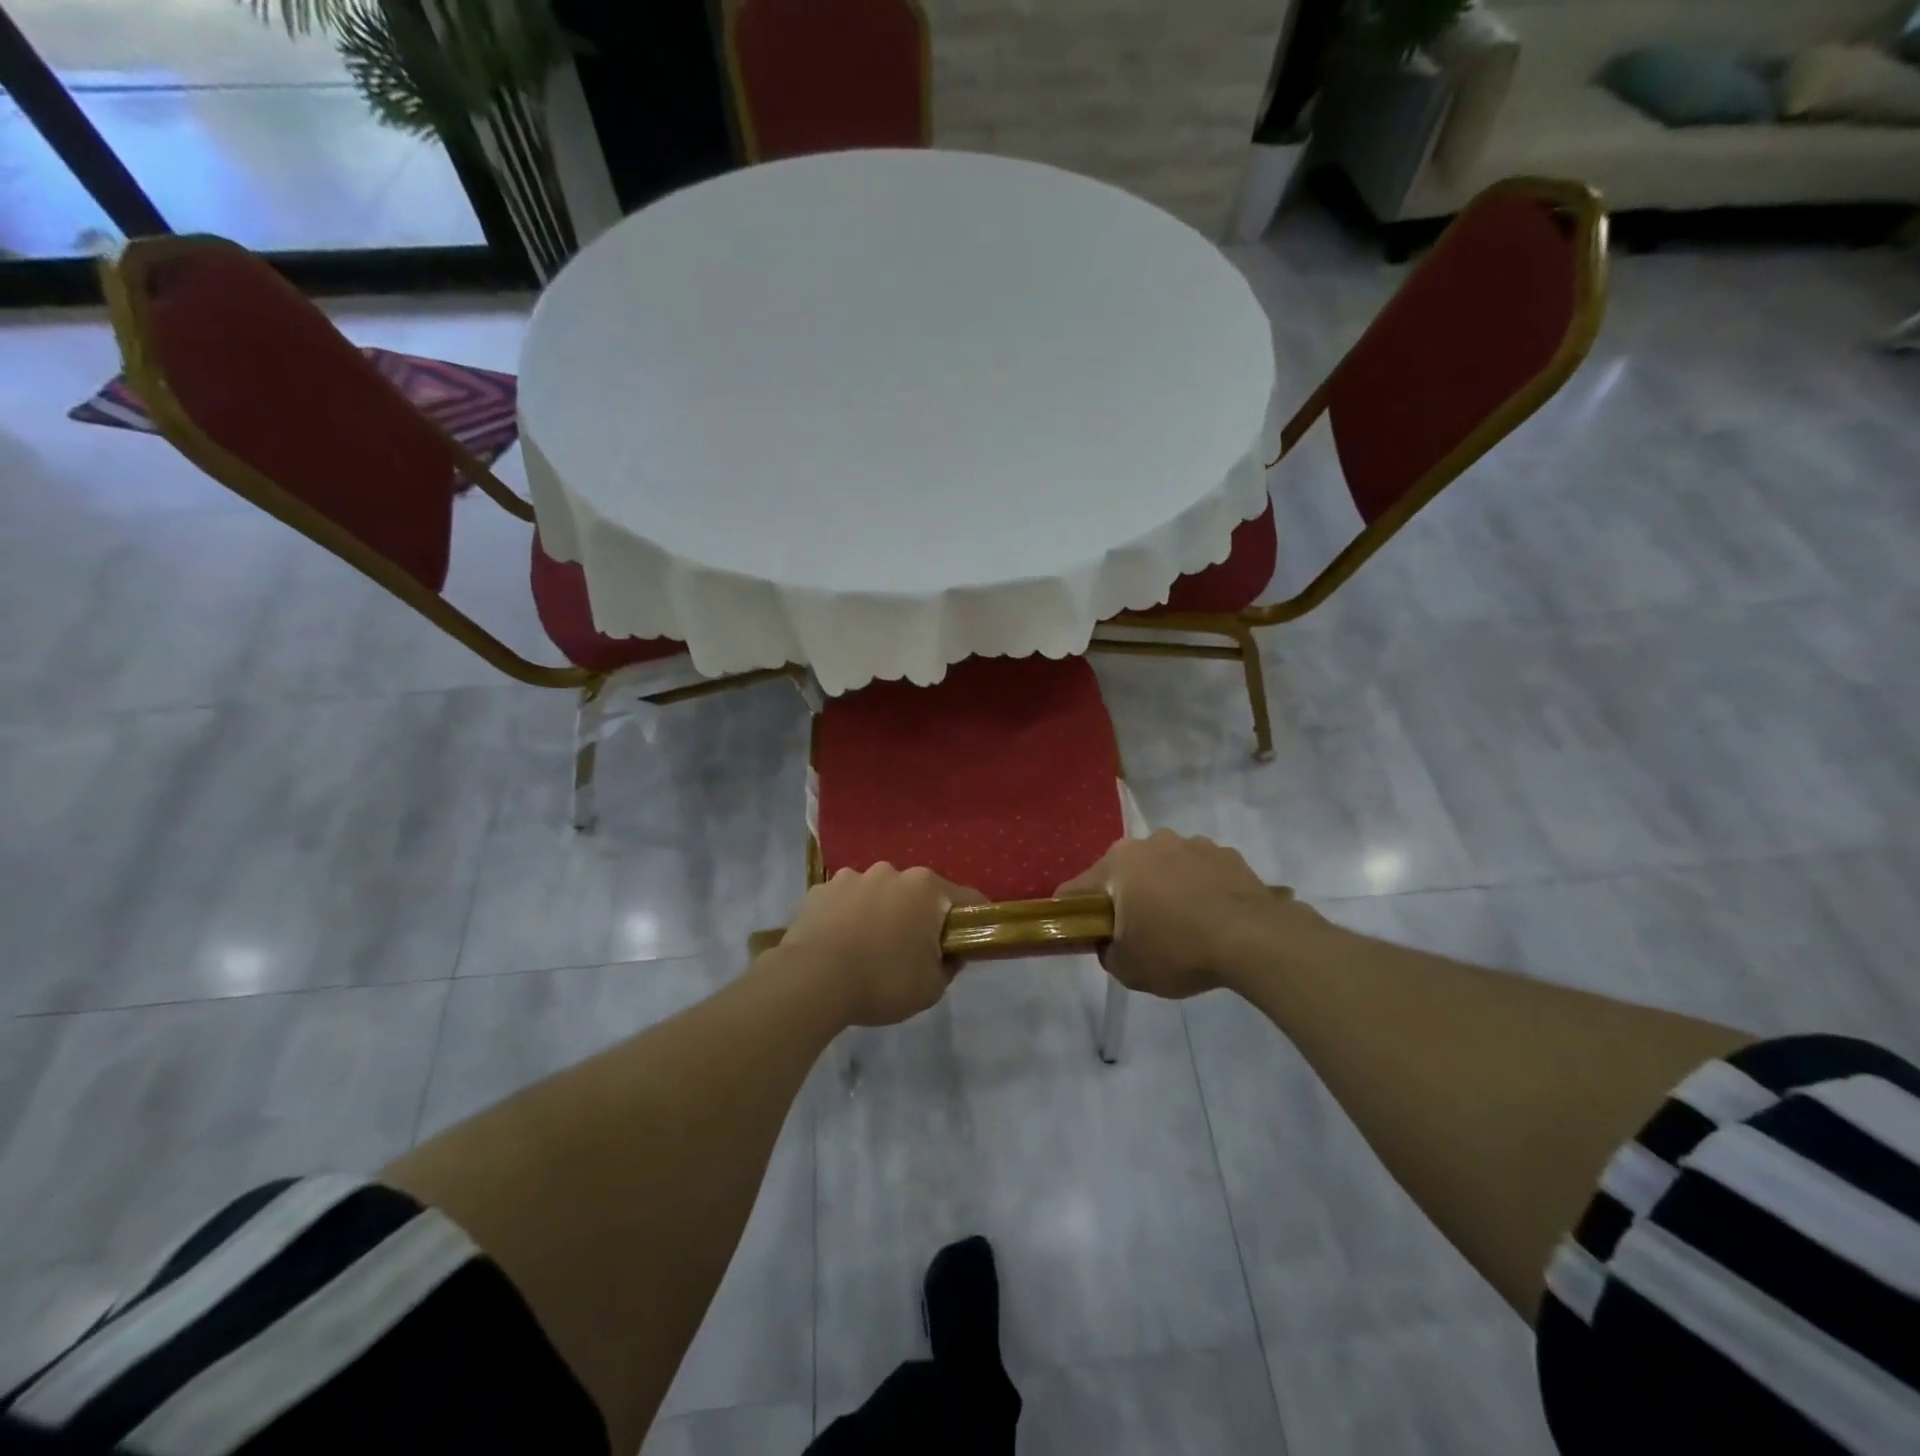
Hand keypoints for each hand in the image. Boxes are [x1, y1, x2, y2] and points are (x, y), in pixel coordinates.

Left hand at [775, 864, 986, 1026]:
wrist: (811, 981)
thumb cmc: (882, 981)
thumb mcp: (932, 988)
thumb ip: (949, 965)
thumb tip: (949, 954)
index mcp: (926, 888)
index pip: (967, 899)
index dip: (972, 921)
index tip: (967, 943)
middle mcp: (891, 872)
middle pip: (917, 894)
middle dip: (918, 916)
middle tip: (911, 952)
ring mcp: (851, 877)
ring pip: (877, 894)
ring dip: (879, 913)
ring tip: (867, 949)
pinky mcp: (819, 890)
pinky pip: (843, 902)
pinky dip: (846, 917)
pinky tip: (837, 946)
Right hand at [1057, 830, 1315, 998]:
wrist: (1255, 941)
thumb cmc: (1179, 950)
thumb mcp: (1128, 969)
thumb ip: (1107, 952)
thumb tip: (1110, 942)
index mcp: (1118, 863)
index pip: (1077, 889)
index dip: (1073, 913)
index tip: (1083, 934)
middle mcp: (1150, 842)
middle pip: (1124, 873)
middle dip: (1125, 898)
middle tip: (1138, 933)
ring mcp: (1191, 844)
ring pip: (1164, 868)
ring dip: (1164, 889)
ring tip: (1183, 926)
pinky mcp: (1226, 853)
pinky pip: (1199, 872)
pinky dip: (1199, 889)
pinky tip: (1212, 918)